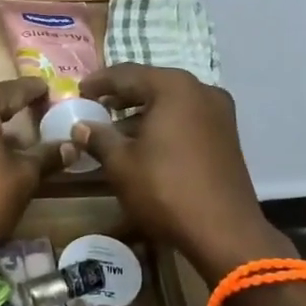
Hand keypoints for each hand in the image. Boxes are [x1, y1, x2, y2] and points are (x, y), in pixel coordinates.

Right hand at [74, 65, 289, 282]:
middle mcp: (201, 90)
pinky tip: (144, 144)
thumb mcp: (121, 163)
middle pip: (151, 84)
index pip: (126, 74)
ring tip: (115, 129)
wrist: (223, 232)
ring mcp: (219, 113)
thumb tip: (81, 126)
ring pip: (170, 103)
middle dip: (121, 96)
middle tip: (95, 107)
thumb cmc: (165, 189)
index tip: (78, 92)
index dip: (99, 82)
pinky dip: (163, 124)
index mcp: (174, 87)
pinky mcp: (226, 136)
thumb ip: (98, 137)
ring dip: (142, 112)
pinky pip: (186, 119)